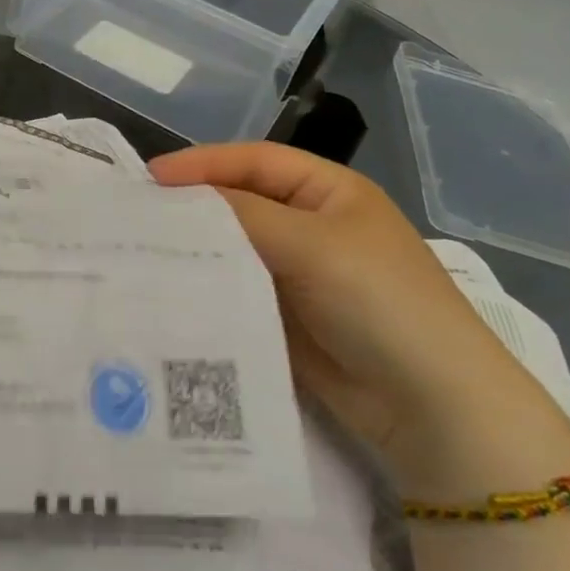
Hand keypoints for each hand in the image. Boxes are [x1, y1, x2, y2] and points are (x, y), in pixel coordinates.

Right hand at [150, 142, 569, 489]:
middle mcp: (310, 225)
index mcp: (328, 191)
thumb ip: (242, 213)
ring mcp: (297, 273)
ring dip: (196, 248)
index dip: (202, 164)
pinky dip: (208, 286)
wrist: (432, 409)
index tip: (149, 178)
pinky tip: (171, 290)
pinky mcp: (284, 317)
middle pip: (240, 202)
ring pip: (234, 248)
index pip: (254, 161)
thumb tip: (178, 197)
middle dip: (193, 206)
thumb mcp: (312, 244)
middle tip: (136, 215)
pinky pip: (237, 289)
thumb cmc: (379, 302)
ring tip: (142, 251)